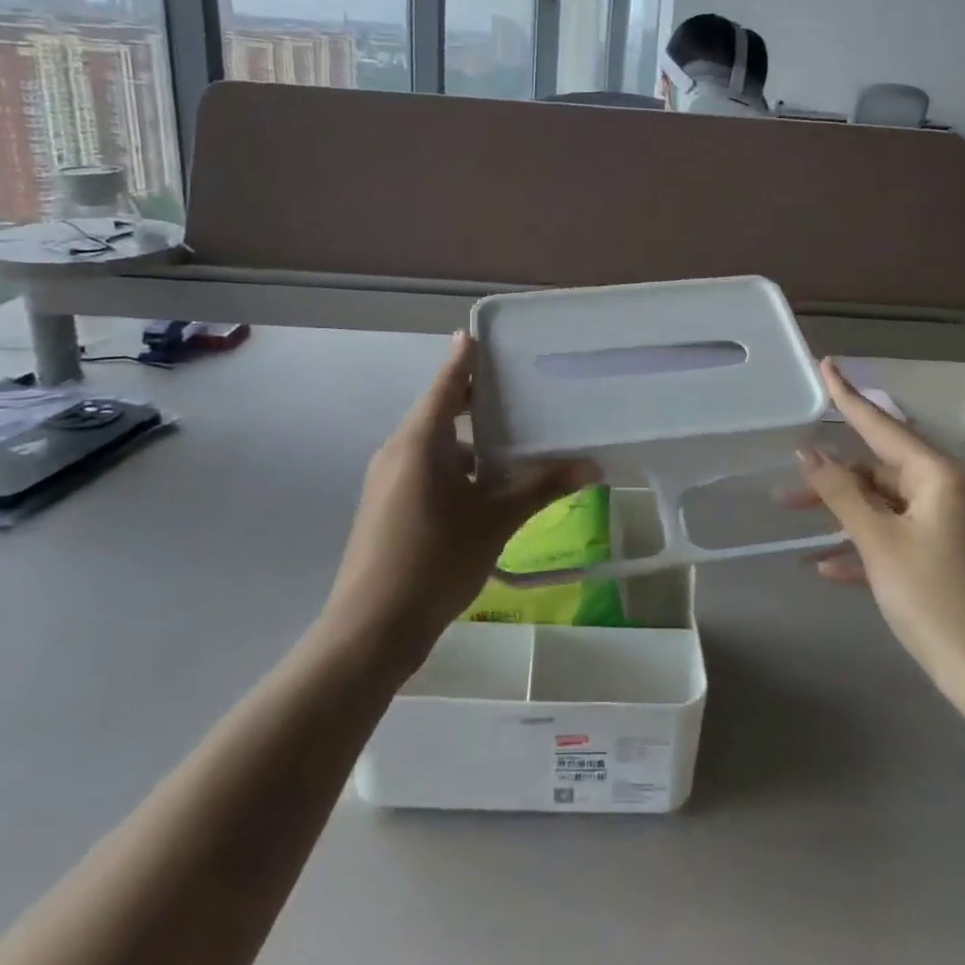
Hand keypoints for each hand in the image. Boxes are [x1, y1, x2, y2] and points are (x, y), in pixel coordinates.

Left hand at [325, 332, 596, 662]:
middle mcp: (398, 450)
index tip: (480, 334)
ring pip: (434, 444)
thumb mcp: (495, 520)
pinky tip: (486, 486)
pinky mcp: (387, 506)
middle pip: (439, 410)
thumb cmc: (434, 561)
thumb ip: (542, 487)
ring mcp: (388, 479)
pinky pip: (425, 469)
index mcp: (419, 441)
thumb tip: (592, 466)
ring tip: (512, 440)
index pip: (446, 383)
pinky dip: (455, 466)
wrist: (371, 629)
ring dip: (468, 440)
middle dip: (474, 400)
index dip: (464, 358)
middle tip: (517, 389)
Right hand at [793, 361, 964, 689]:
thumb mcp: (879, 541)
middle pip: (878, 468)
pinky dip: (865, 543)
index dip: (847, 396)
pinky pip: (897, 535)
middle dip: (831, 477)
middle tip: (785, 486)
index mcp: (939, 475)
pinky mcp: (949, 555)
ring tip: (794, 519)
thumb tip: (809, 452)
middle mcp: (949, 489)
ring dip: (842, 512)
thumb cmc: (935, 598)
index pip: (881, 424)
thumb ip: (841, 492)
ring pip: (884, 503)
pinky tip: (827, 565)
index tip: (825, 363)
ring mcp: (951, 523)